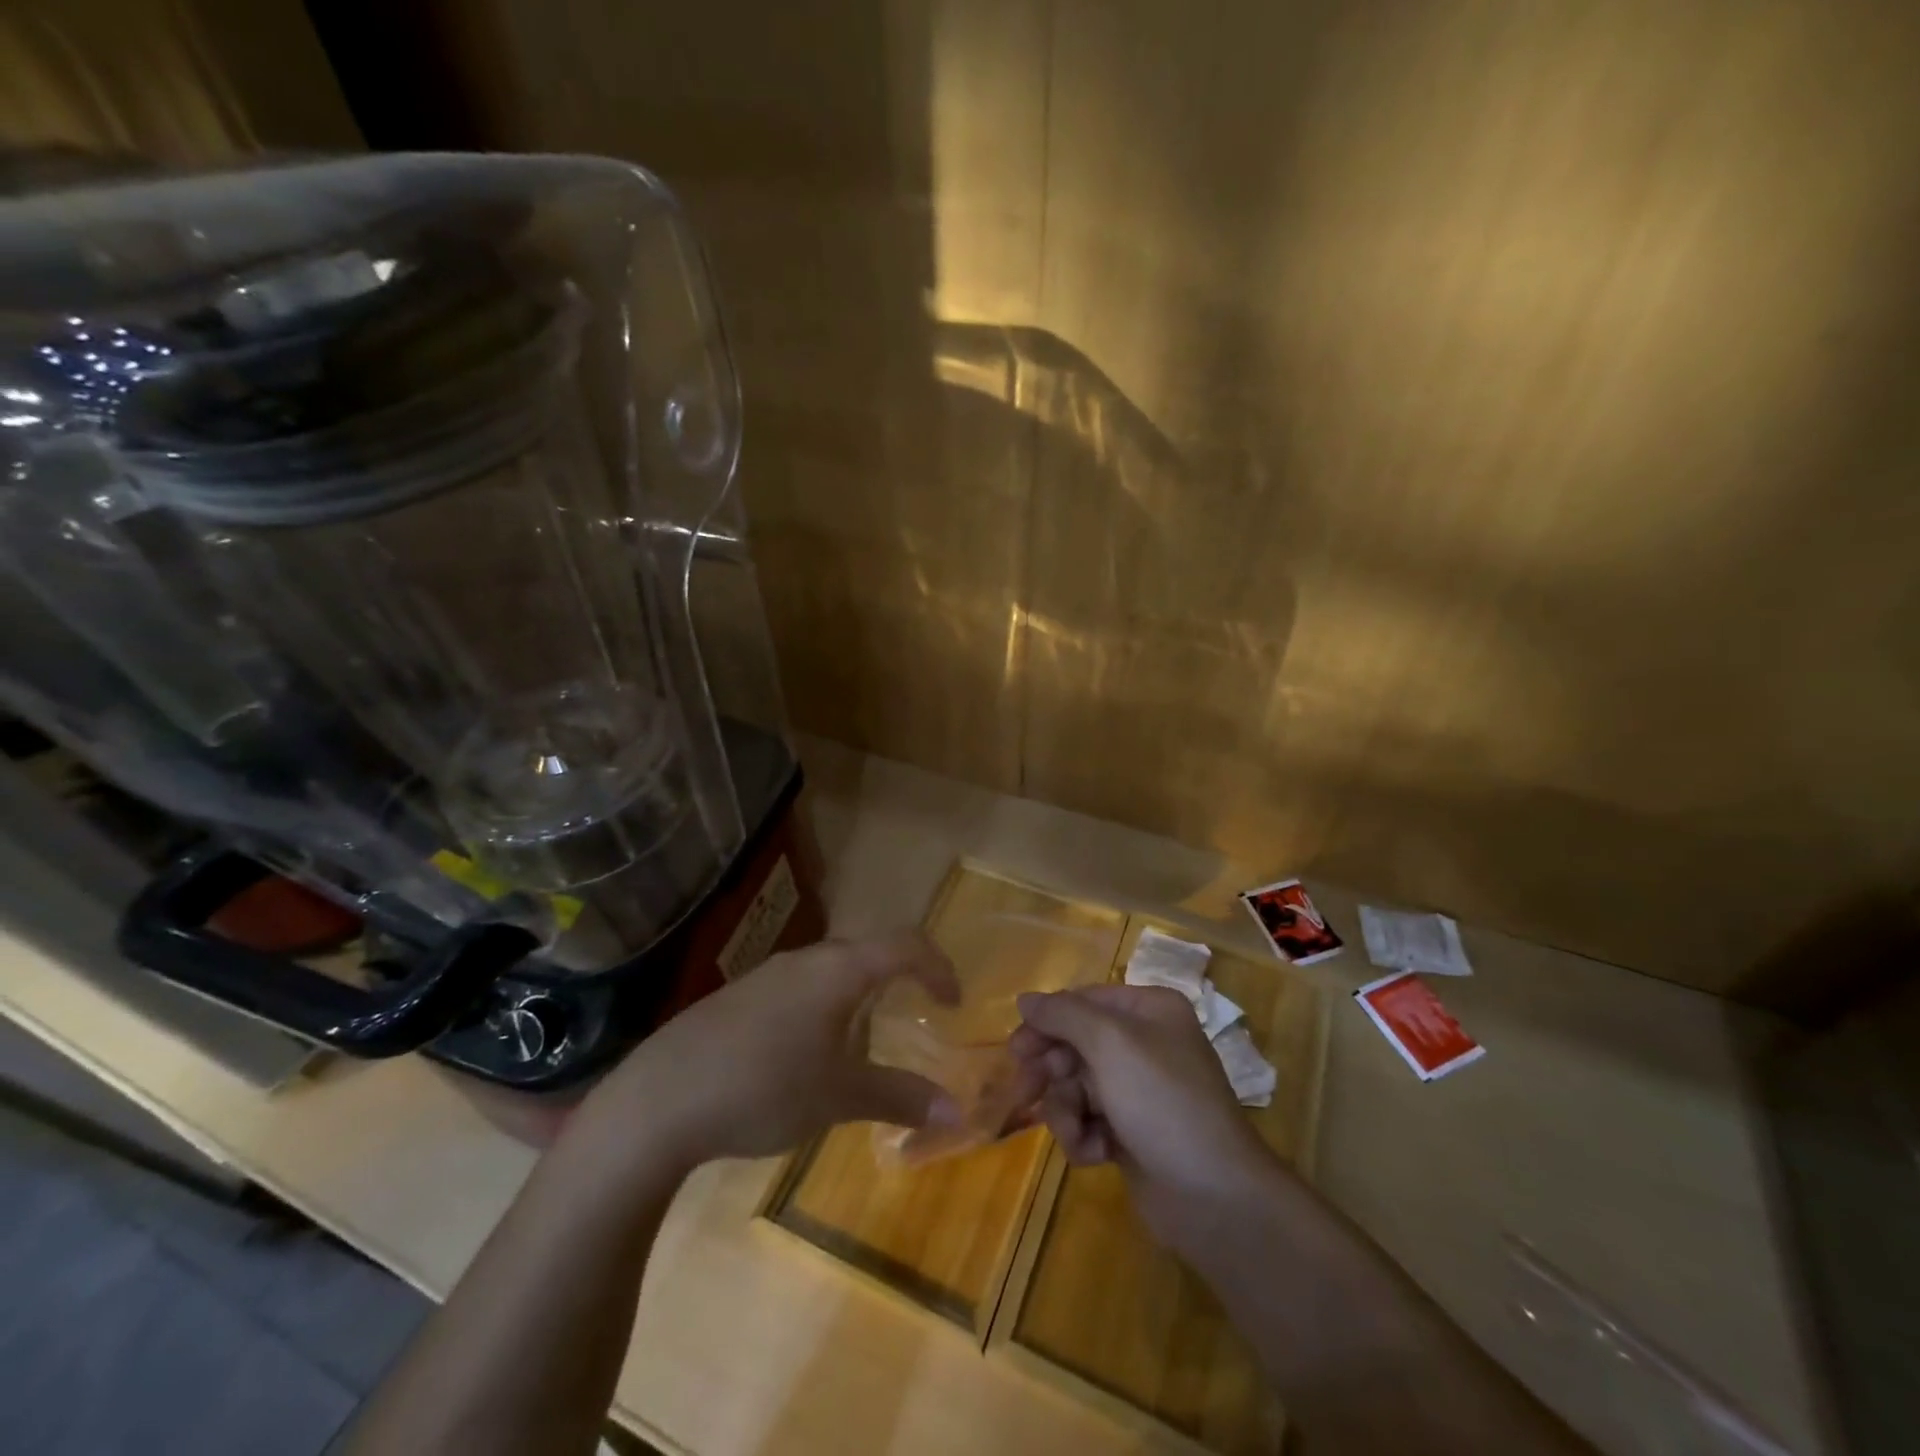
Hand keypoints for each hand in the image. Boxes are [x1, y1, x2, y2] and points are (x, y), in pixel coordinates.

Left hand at [571, 933, 960, 1176]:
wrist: (658, 1101)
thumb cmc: (764, 1087)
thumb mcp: (839, 1097)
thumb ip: (900, 1098)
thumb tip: (955, 1113)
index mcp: (839, 970)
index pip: (906, 945)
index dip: (938, 967)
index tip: (953, 1004)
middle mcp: (806, 959)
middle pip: (868, 952)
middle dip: (899, 979)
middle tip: (916, 1016)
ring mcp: (766, 975)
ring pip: (830, 971)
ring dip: (858, 996)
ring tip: (863, 1044)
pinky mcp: (738, 998)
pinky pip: (799, 989)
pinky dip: (823, 1009)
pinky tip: (805, 1058)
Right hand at [1010, 984, 1271, 1248]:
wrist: (1215, 1196)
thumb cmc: (1161, 1101)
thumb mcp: (1109, 1043)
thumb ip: (1062, 1015)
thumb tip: (1025, 998)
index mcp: (1148, 1010)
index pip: (1083, 1001)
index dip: (1047, 1022)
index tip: (1016, 1049)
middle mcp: (1144, 1043)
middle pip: (1075, 1043)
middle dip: (1052, 1071)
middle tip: (1027, 1091)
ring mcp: (1139, 1089)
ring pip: (1076, 1085)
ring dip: (1067, 1111)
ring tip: (1078, 1134)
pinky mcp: (1132, 1131)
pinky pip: (1090, 1120)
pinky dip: (1085, 1135)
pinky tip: (1097, 1154)